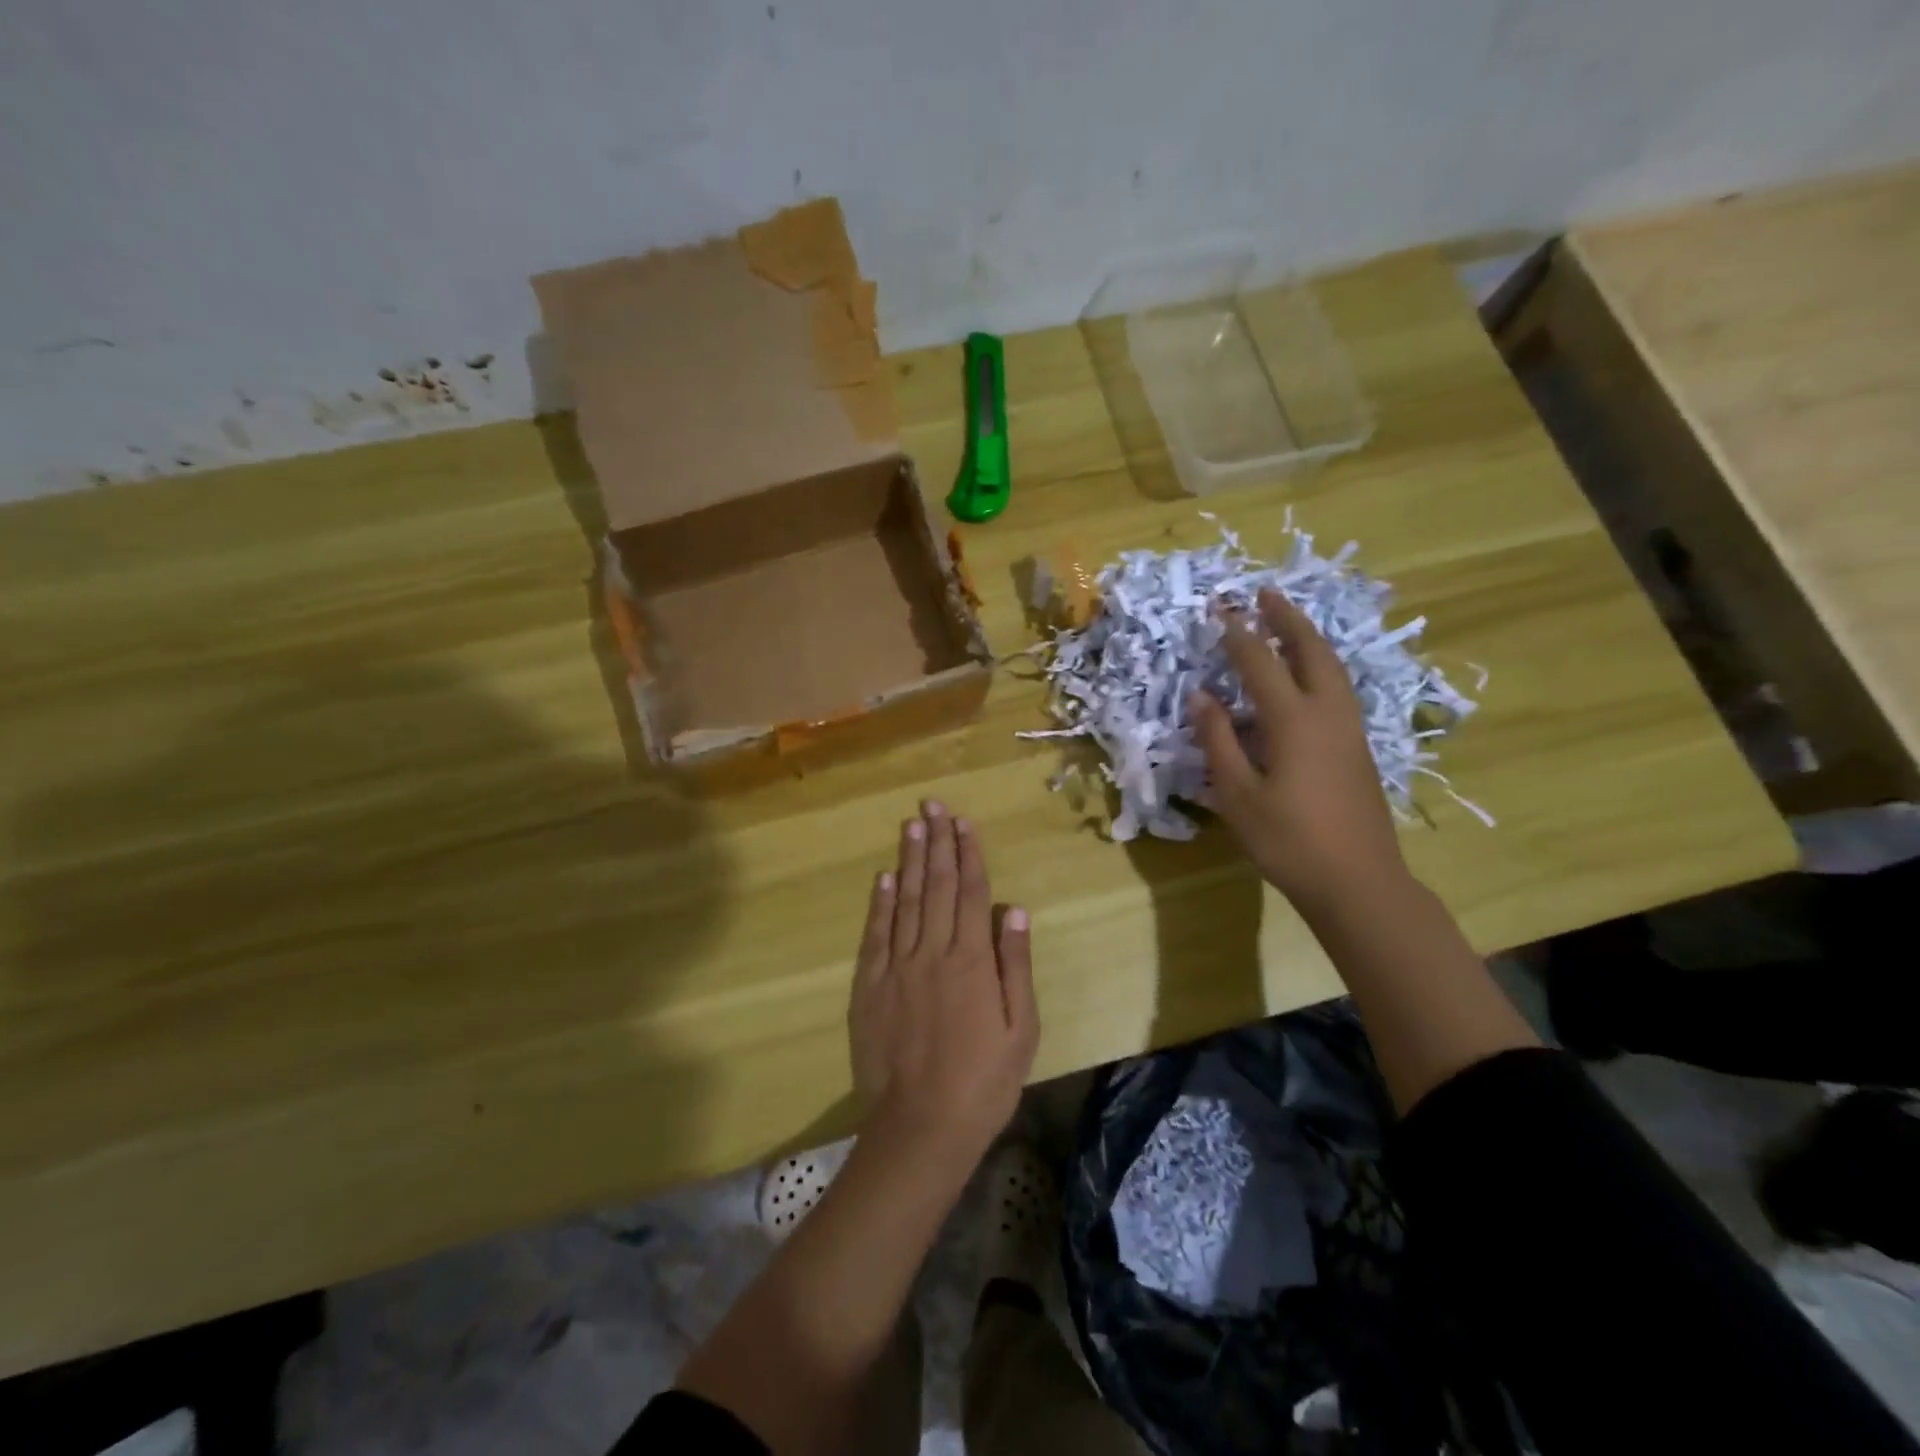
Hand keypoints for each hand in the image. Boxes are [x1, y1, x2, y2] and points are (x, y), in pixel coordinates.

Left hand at [848, 801, 1038, 1164]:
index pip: (970, 892)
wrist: (921, 1126)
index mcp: (971, 960)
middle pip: (935, 886)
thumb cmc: (983, 1081)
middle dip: (936, 842)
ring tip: (911, 824)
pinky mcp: (869, 986)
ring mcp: (896, 967)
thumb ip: (1014, 964)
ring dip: (909, 860)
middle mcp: (932, 952)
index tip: (963, 822)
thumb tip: (1013, 908)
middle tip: (933, 805)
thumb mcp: (1021, 1029)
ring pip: (904, 901)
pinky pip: (876, 934)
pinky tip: (884, 877)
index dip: (967, 853)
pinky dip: (880, 902)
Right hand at [1188, 589, 1407, 915]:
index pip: (1261, 663)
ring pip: (1332, 667)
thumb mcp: (1238, 795)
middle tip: (1266, 593)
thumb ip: (1219, 741)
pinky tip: (1308, 675)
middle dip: (1287, 619)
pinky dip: (1319, 665)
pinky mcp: (1358, 747)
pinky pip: (1338, 688)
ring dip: (1308, 638)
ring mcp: (1350, 729)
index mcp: (1294, 721)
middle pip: (1311, 651)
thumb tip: (1202, 697)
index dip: (1238, 634)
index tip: (1220, 609)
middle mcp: (1327, 714)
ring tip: (1287, 622)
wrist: (1359, 881)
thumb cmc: (1289, 841)